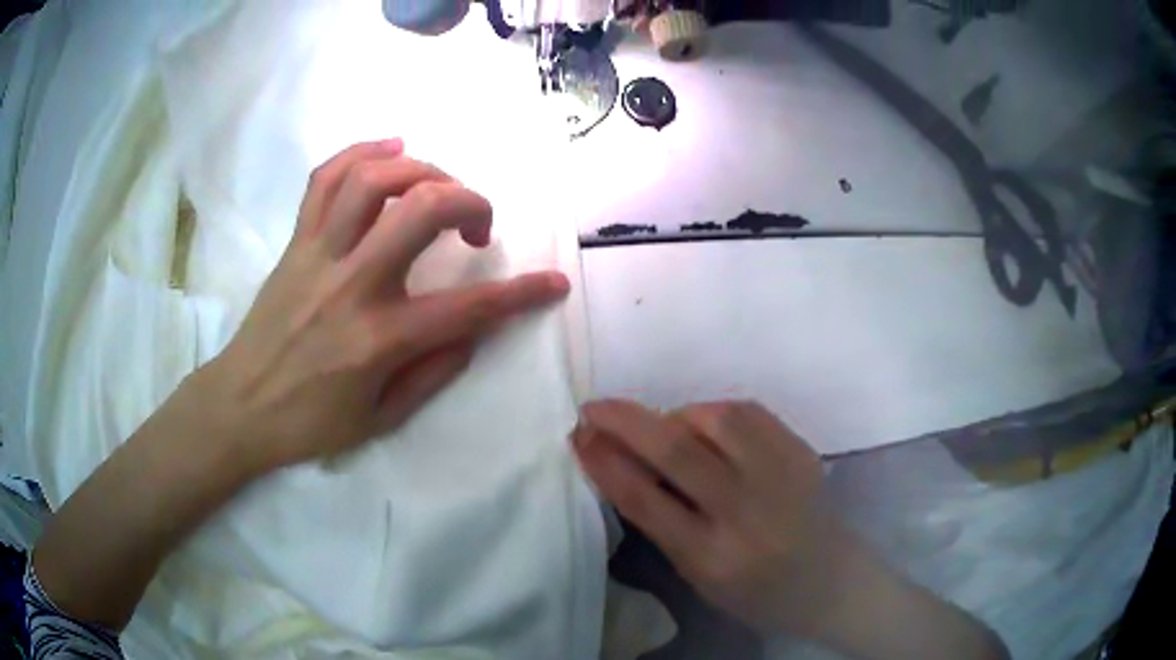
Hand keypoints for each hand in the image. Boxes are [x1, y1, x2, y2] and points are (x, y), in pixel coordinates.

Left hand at [200, 139, 569, 471]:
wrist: (239, 405)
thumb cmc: (309, 423)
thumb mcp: (381, 419)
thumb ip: (433, 372)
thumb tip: (472, 331)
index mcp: (379, 338)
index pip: (469, 308)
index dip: (522, 294)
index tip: (553, 283)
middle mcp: (352, 283)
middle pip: (423, 208)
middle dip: (471, 202)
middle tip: (477, 227)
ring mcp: (318, 254)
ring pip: (374, 179)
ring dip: (422, 169)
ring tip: (439, 185)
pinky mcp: (296, 242)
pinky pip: (325, 178)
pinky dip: (362, 153)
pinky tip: (390, 151)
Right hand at [573, 399, 828, 634]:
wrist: (830, 580)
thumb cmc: (755, 591)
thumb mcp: (698, 574)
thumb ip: (662, 522)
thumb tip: (622, 464)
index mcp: (712, 555)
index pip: (645, 499)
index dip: (604, 462)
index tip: (579, 436)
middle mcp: (746, 511)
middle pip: (676, 450)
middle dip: (626, 421)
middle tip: (595, 408)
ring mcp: (780, 475)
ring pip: (716, 419)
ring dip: (676, 415)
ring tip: (663, 428)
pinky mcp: (801, 450)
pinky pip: (749, 412)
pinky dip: (714, 412)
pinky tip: (704, 425)